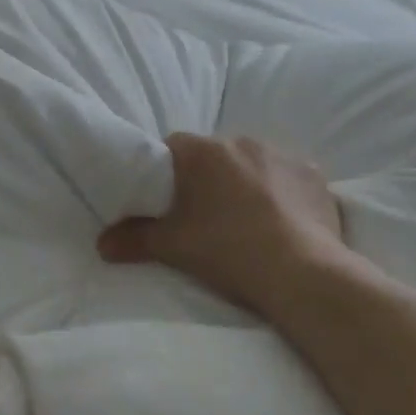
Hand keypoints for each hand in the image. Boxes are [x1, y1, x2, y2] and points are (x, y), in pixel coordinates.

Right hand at [97, 134, 348, 310]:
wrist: (300, 273)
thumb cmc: (227, 250)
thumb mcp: (172, 247)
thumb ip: (134, 239)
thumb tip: (101, 244)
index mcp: (202, 152)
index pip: (172, 147)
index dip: (167, 172)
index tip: (167, 200)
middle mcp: (241, 141)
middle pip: (214, 156)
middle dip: (208, 178)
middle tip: (205, 216)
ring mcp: (282, 155)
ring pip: (253, 164)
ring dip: (247, 183)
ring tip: (248, 222)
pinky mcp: (314, 175)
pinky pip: (289, 178)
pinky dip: (283, 194)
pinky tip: (283, 222)